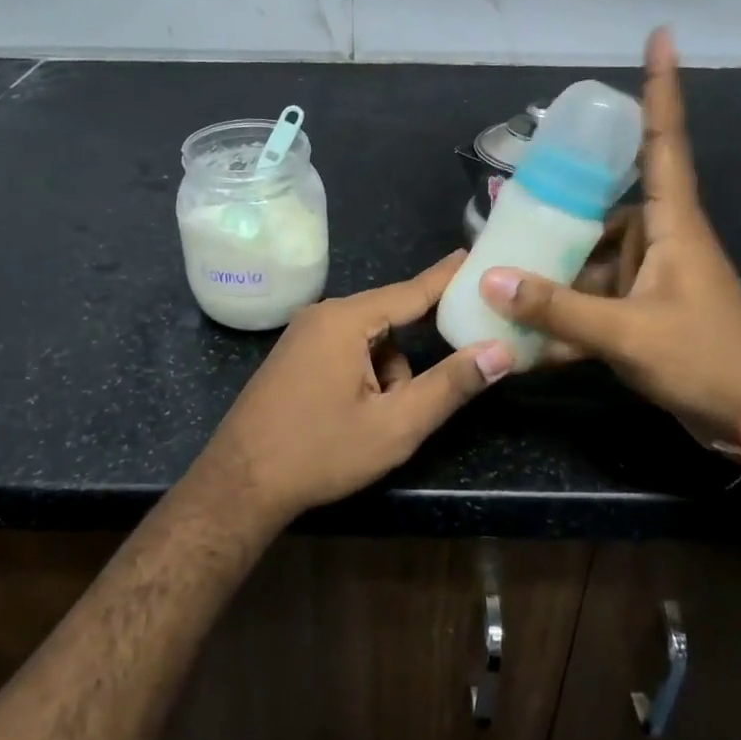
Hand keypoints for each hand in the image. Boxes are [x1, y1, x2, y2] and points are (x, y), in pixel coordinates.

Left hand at [186, 253, 512, 525]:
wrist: (240, 485)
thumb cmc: (320, 452)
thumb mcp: (396, 425)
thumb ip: (451, 385)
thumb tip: (500, 351)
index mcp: (346, 320)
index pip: (412, 291)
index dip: (449, 276)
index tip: (477, 255)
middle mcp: (322, 316)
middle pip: (390, 320)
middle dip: (414, 355)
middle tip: (431, 385)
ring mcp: (303, 336)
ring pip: (369, 342)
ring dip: (388, 374)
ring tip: (380, 421)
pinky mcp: (294, 357)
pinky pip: (346, 352)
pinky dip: (364, 376)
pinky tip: (356, 416)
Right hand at [479, 28, 740, 448]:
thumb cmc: (707, 359)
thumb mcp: (627, 333)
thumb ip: (558, 310)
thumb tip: (492, 280)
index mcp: (672, 224)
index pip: (664, 140)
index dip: (660, 88)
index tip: (661, 35)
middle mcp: (661, 242)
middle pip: (602, 212)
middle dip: (559, 214)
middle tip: (507, 210)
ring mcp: (652, 282)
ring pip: (592, 265)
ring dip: (554, 279)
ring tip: (500, 281)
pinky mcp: (644, 318)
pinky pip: (594, 306)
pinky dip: (565, 321)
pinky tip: (524, 341)